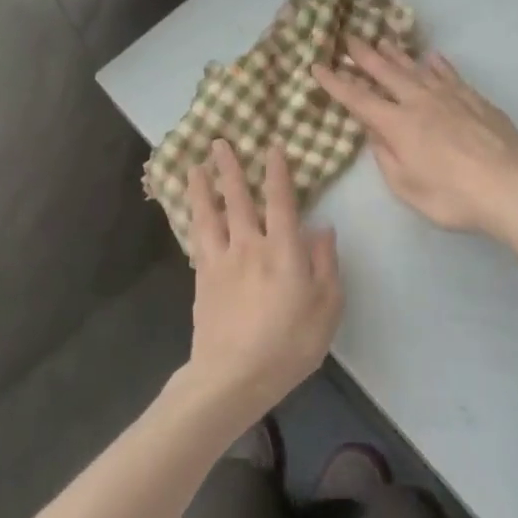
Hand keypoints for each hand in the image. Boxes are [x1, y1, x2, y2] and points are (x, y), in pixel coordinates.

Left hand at [179, 140, 342, 427]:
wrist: (234, 376)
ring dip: (203, 188)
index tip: (271, 147)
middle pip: (238, 198)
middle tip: (219, 142)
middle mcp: (250, 245)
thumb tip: (322, 227)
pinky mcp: (203, 278)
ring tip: (195, 166)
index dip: (277, 172)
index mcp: (283, 249)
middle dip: (230, 168)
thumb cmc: (289, 343)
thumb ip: (325, 263)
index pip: (281, 200)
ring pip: (210, 214)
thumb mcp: (327, 307)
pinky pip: (197, 239)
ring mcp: (221, 260)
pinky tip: (191, 213)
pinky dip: (193, 220)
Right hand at [313, 40, 517, 238]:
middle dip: (364, 56)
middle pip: (386, 73)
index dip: (335, 83)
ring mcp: (450, 96)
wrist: (511, 186)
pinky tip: (432, 58)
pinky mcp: (475, 99)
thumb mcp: (407, 186)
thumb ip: (386, 155)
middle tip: (348, 38)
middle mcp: (420, 102)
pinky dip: (438, 65)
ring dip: (397, 55)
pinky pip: (450, 75)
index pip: (358, 99)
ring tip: (383, 42)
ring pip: (417, 68)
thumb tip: (373, 129)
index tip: (317, 67)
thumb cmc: (453, 196)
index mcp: (398, 124)